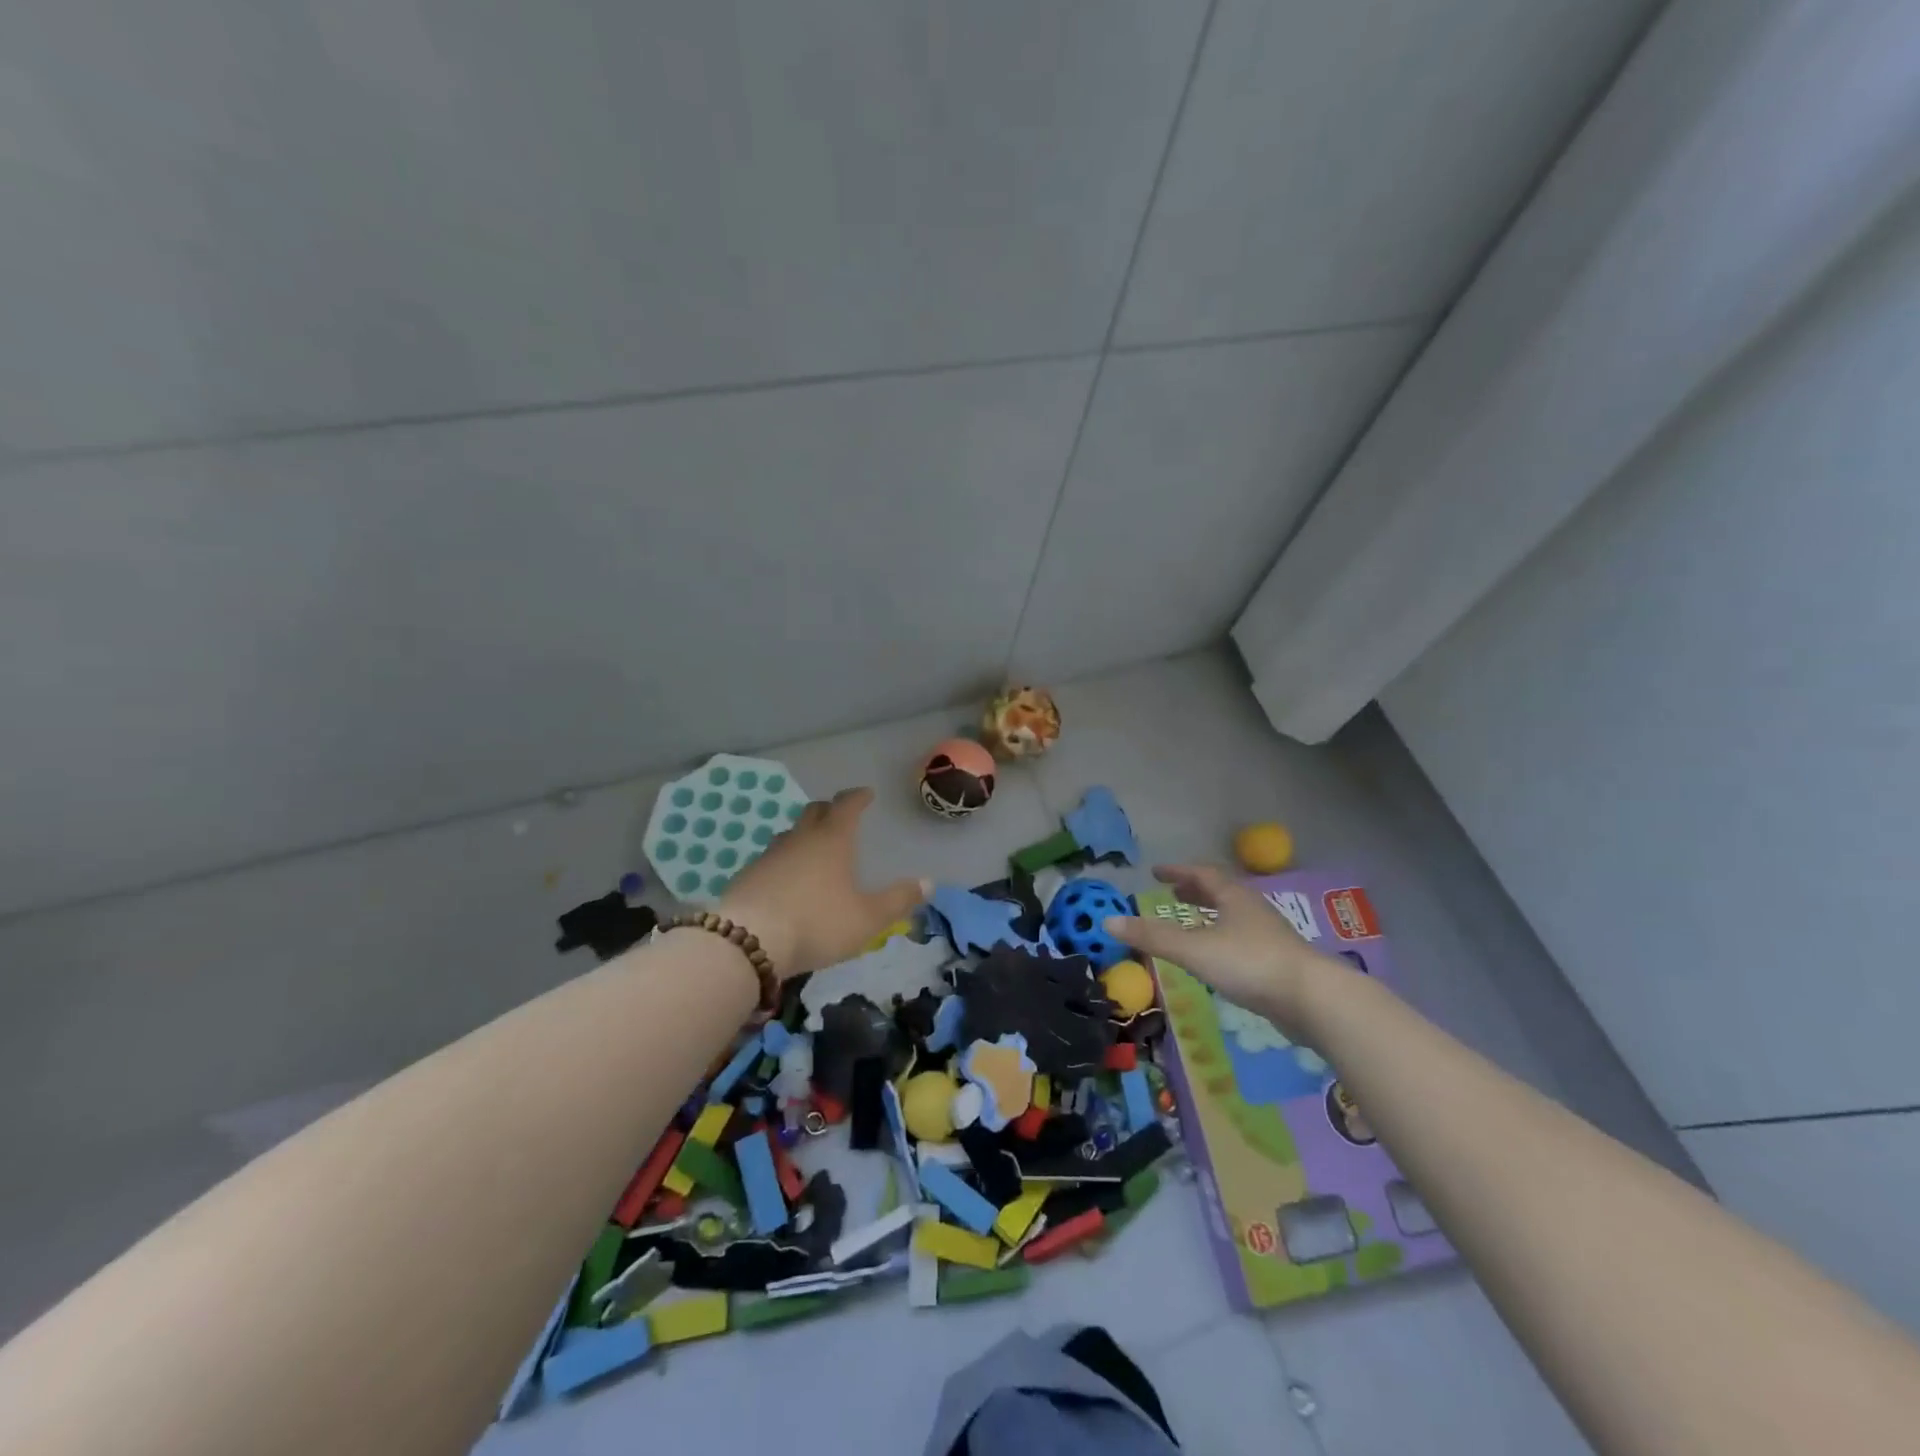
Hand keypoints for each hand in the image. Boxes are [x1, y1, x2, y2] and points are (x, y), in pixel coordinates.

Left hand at [718, 787, 926, 978]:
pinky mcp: (746, 877)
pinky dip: (783, 862)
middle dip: (829, 810)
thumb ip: (898, 900)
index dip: (858, 797)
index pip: (846, 806)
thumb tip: (929, 882)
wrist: (747, 942)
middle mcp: (799, 839)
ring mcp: (768, 856)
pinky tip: (785, 881)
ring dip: (803, 835)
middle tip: (840, 815)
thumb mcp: (867, 918)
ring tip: (813, 848)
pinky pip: (770, 860)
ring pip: (789, 834)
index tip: (866, 793)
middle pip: (814, 812)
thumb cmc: (817, 923)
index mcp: (832, 841)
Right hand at [1103, 863, 1340, 1035]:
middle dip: (1194, 891)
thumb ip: (1152, 937)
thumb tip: (1108, 921)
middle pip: (1220, 892)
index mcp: (1233, 897)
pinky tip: (1217, 957)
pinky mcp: (1278, 962)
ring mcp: (1268, 936)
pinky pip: (1242, 939)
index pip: (1202, 873)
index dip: (1178, 871)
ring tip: (1190, 922)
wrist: (1313, 999)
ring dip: (1210, 914)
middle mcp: (1252, 909)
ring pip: (1233, 916)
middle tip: (1172, 893)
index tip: (1156, 871)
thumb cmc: (1250, 963)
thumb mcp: (1194, 949)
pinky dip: (1222, 938)